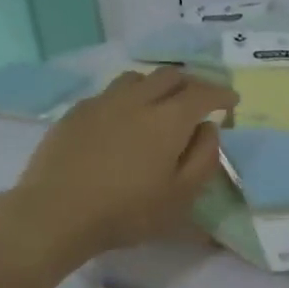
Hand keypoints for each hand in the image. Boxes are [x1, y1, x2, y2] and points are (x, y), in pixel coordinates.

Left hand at [0, 67, 236, 270]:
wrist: (57, 212)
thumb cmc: (128, 211)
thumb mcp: (181, 196)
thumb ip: (204, 158)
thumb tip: (208, 129)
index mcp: (169, 119)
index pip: (202, 93)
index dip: (221, 93)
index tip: (231, 101)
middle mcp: (137, 100)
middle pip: (170, 75)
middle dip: (191, 83)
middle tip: (199, 101)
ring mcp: (103, 102)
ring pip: (137, 78)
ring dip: (157, 85)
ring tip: (160, 104)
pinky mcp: (76, 113)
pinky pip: (109, 93)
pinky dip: (128, 98)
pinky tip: (123, 119)